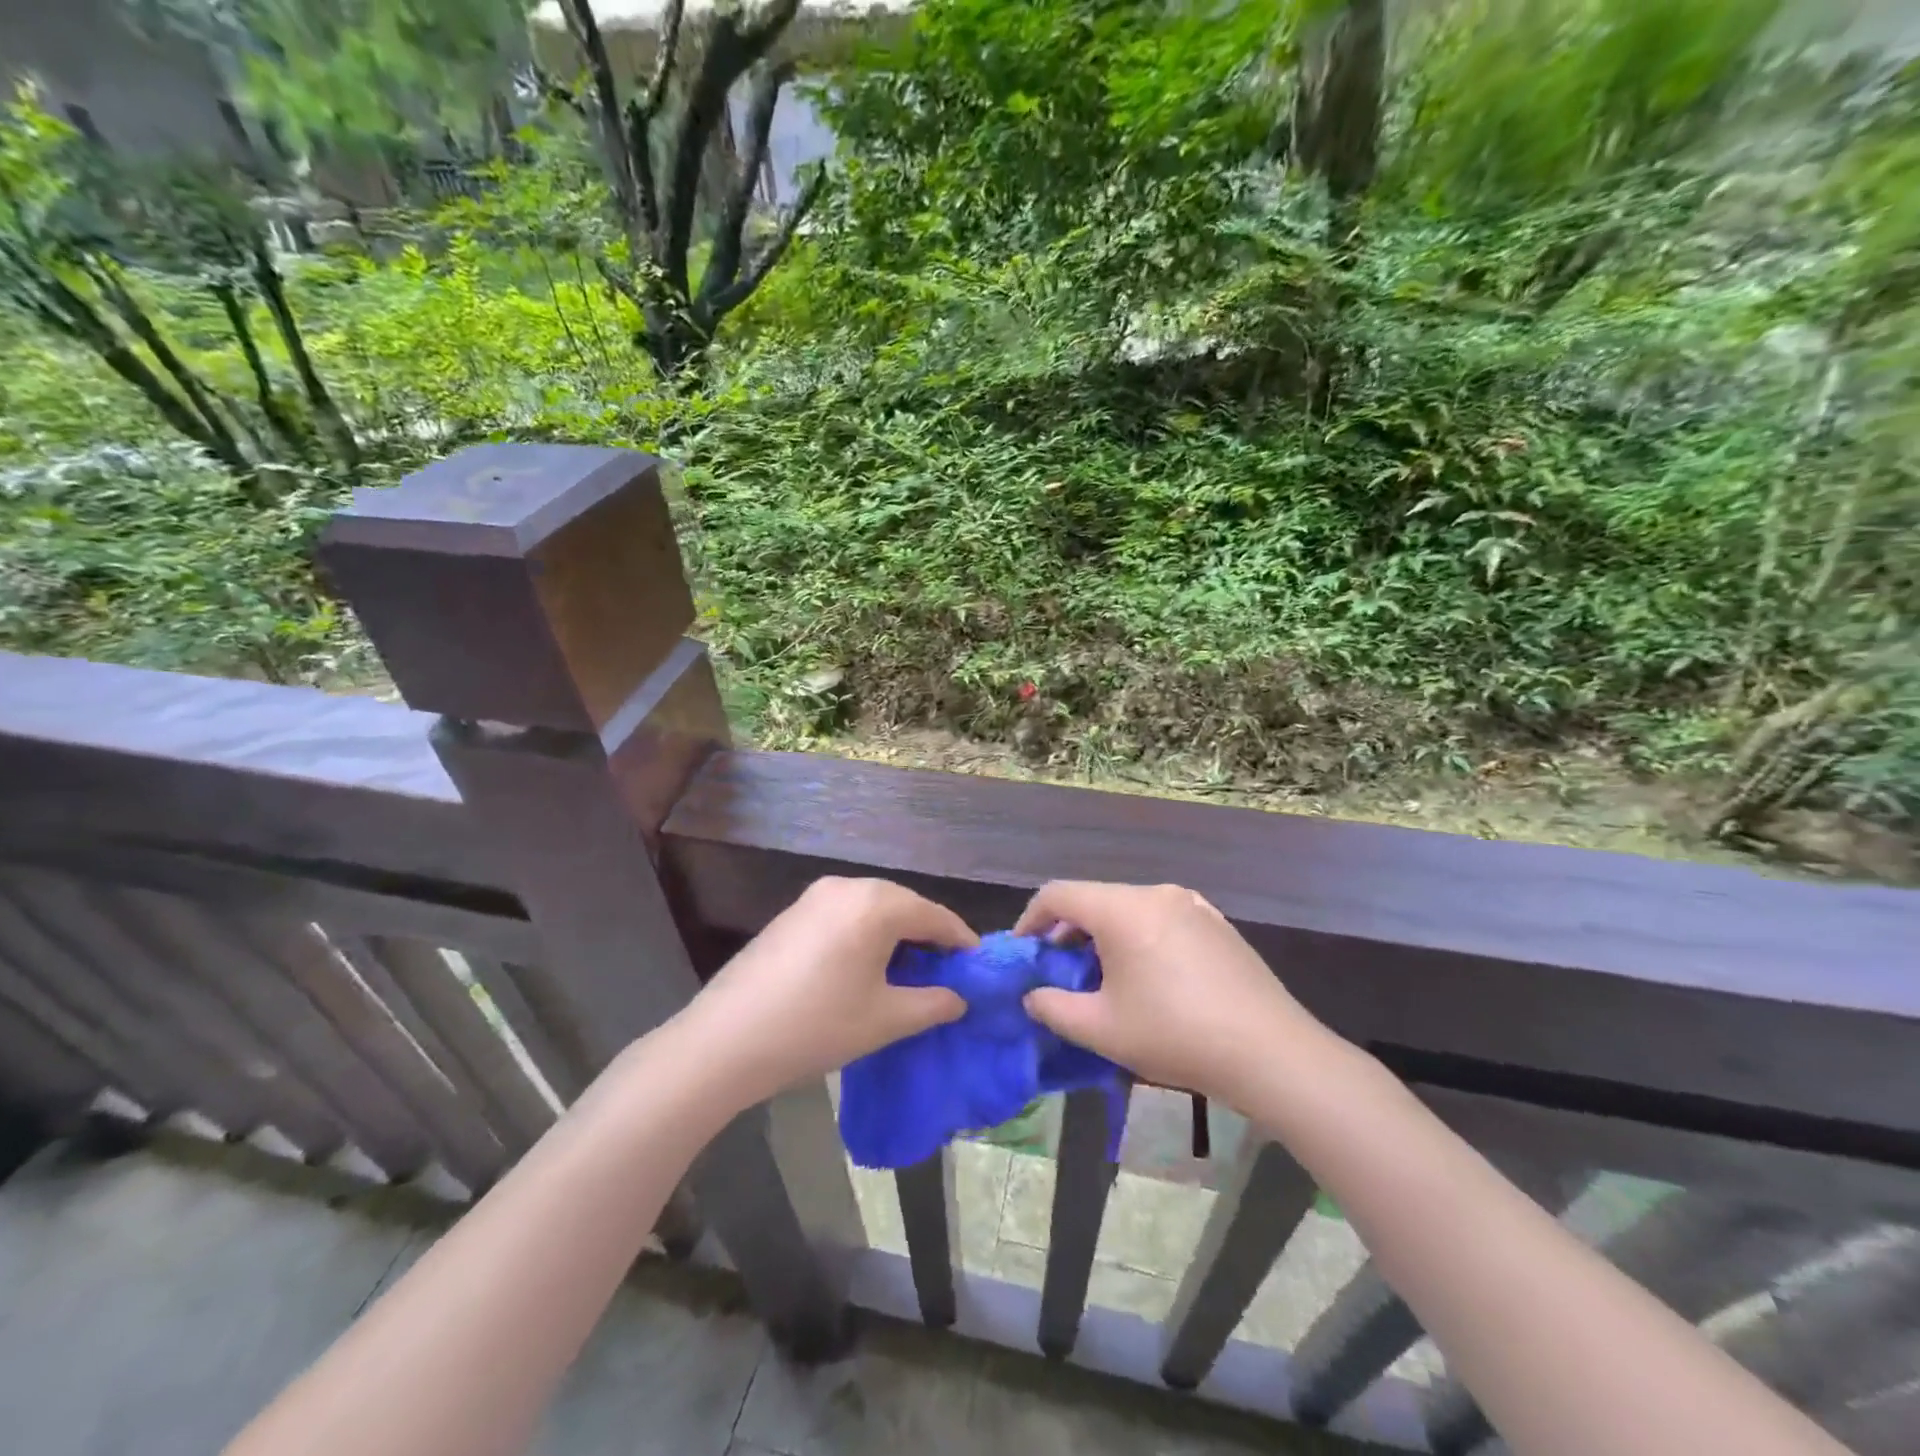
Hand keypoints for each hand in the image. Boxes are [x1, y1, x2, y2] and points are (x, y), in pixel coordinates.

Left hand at [676, 876, 974, 1107]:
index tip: (978, 967)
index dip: (960, 941)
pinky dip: (866, 933)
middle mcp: (847, 886)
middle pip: (904, 906)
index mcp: (876, 904)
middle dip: (928, 936)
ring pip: (873, 908)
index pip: (934, 916)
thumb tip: (959, 998)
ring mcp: (815, 896)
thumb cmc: (816, 1026)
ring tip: (909, 972)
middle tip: (945, 973)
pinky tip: (865, 966)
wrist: (725, 1040)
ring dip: (896, 934)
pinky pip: (845, 914)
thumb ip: (932, 1003)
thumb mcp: (884, 1020)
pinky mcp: (792, 912)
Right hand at [1014, 881, 1325, 1103]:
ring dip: (1104, 936)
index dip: (1031, 919)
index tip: (1024, 952)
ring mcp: (1191, 904)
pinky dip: (1139, 937)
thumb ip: (1053, 1008)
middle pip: (1095, 900)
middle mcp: (1155, 893)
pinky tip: (1150, 978)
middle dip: (1068, 932)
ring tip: (1103, 978)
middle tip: (1060, 972)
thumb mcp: (1101, 1029)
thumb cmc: (1175, 1034)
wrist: (1270, 1052)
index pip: (1058, 894)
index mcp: (1122, 909)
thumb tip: (1032, 996)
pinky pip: (1161, 918)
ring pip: (1129, 909)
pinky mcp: (1216, 922)